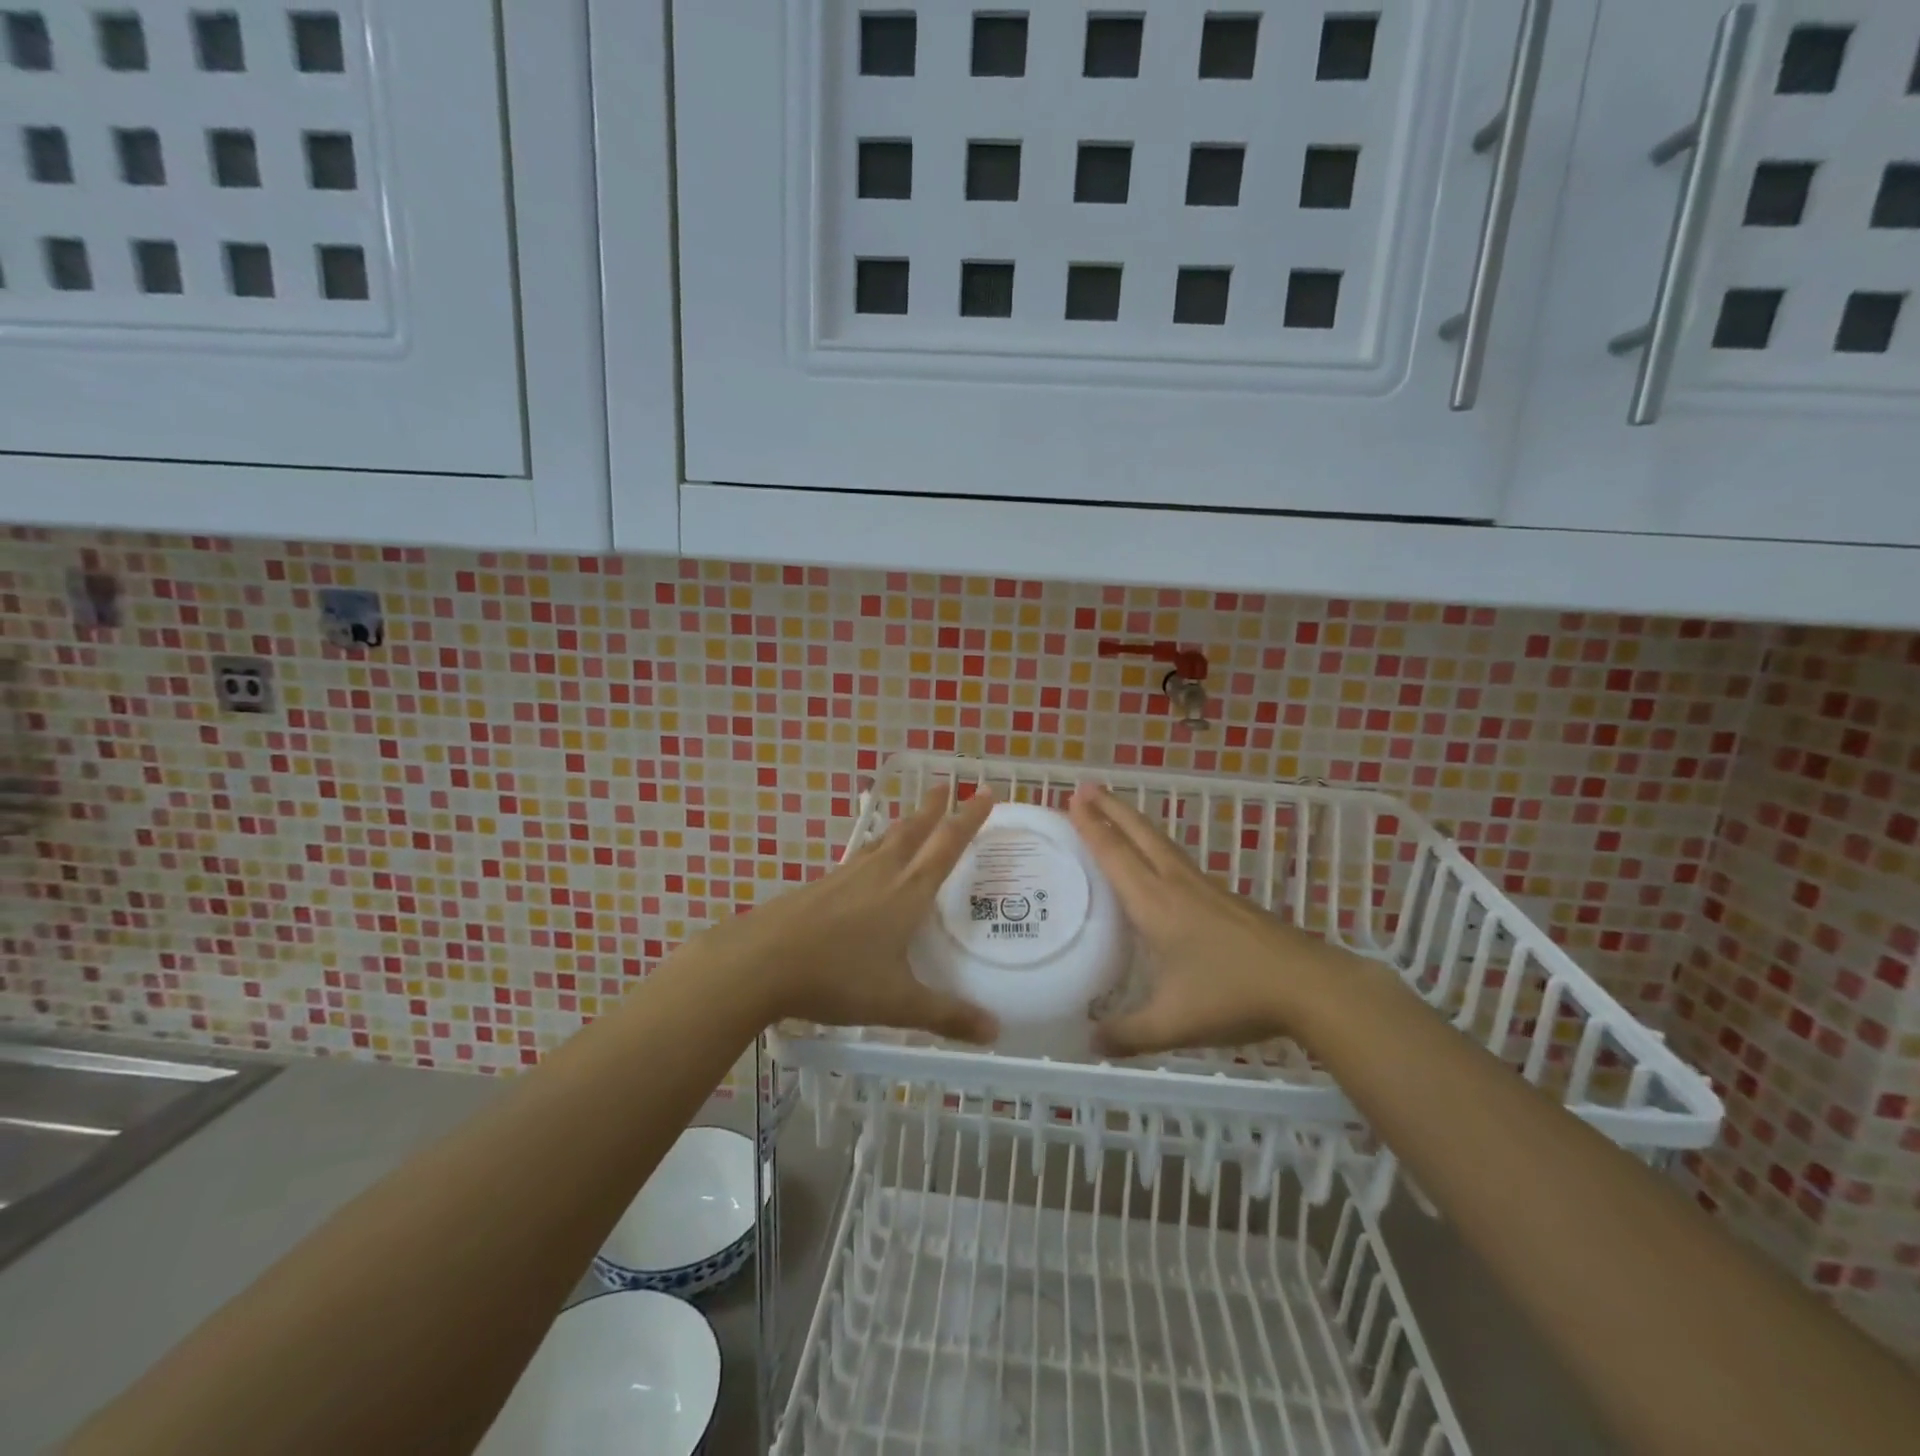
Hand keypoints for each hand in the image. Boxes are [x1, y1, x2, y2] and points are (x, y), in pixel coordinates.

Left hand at [691, 787, 998, 1043]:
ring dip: (903, 825)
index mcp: (907, 893)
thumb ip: (947, 1015)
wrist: (760, 961)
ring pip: (883, 841)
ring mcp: (846, 876)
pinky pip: (858, 857)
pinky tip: (866, 863)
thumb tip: (995, 1032)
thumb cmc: (837, 977)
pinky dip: (874, 849)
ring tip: (913, 817)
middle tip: (945, 785)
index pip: (946, 846)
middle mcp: (880, 874)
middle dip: (933, 808)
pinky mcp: (820, 886)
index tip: (986, 792)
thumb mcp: (897, 1002)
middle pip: (912, 831)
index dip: (969, 819)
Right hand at [1069, 782, 1336, 1057]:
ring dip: (1133, 823)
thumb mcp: (1174, 1023)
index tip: (1072, 798)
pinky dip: (1154, 846)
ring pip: (1161, 844)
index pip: (1116, 855)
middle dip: (1110, 808)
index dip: (1092, 826)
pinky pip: (1177, 860)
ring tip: (1114, 811)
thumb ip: (1128, 1034)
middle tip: (1085, 786)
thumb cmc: (1234, 996)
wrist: (1309, 985)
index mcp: (1156, 905)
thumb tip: (1088, 1043)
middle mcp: (1177, 886)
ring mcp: (1205, 889)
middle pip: (1139, 835)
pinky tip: (1157, 861)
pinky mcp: (1224, 899)